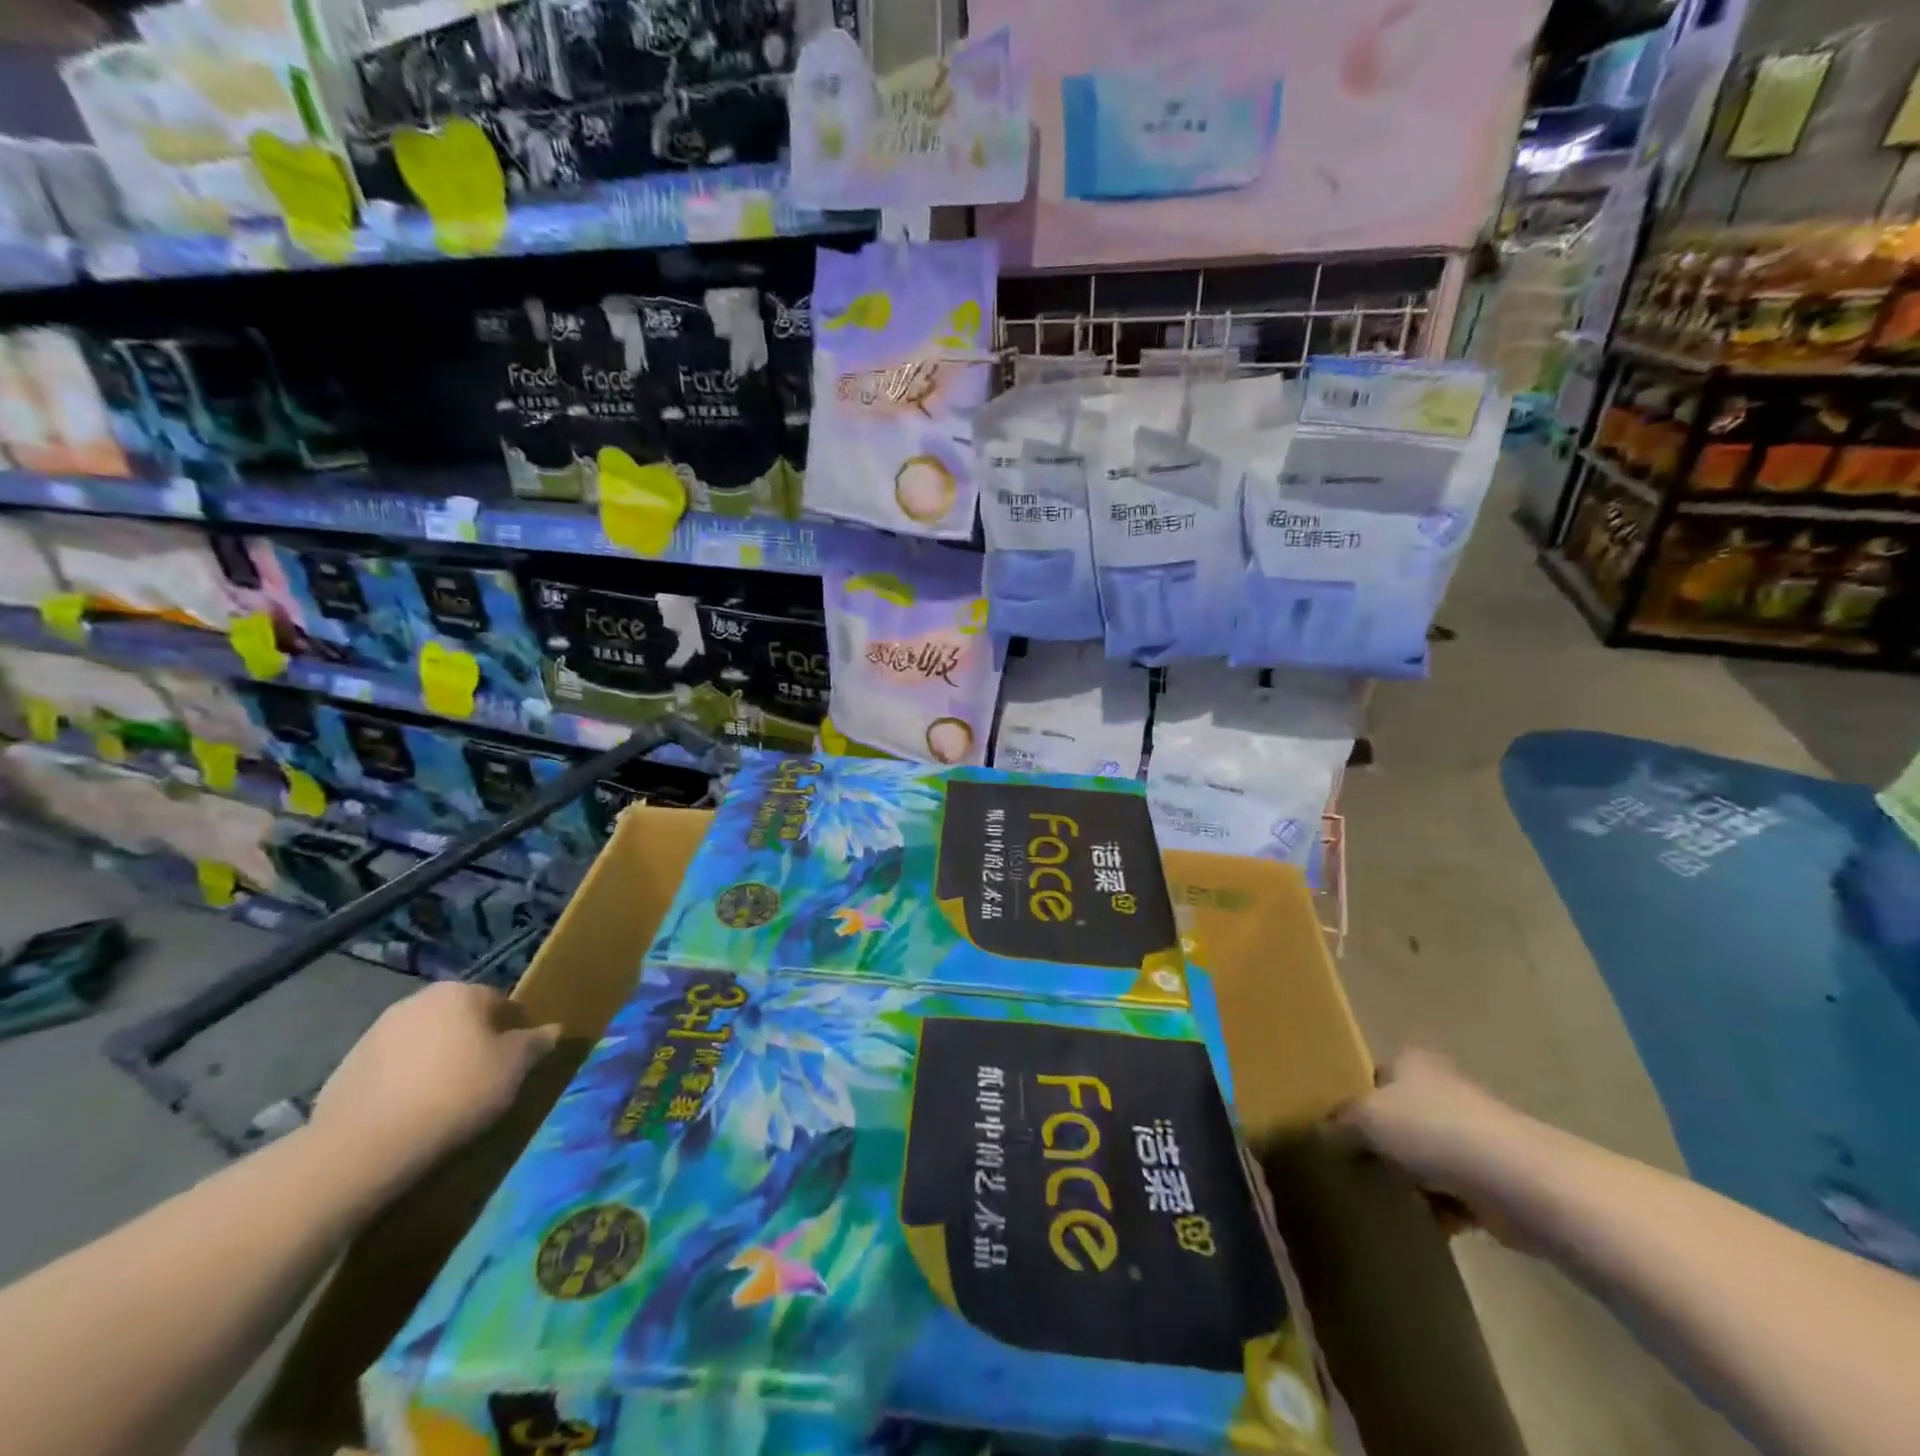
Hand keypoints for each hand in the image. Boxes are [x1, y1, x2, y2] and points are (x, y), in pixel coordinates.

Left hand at [310, 982, 560, 1185]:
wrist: (364, 1145)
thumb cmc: (455, 1092)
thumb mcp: (513, 1068)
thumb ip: (535, 1043)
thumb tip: (553, 1029)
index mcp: (460, 992)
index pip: (501, 1002)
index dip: (515, 1029)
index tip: (518, 1060)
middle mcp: (417, 1000)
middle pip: (460, 1018)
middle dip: (473, 1042)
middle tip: (485, 1078)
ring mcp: (376, 1032)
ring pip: (425, 1041)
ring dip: (438, 1060)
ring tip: (446, 1099)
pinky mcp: (346, 1066)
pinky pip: (392, 1067)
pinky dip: (405, 1081)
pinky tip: (411, 1111)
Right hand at [1337, 1049, 1539, 1245]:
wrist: (1518, 1181)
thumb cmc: (1433, 1132)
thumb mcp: (1366, 1119)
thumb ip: (1340, 1123)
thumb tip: (1322, 1133)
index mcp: (1411, 1062)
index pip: (1375, 1075)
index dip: (1357, 1100)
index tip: (1340, 1129)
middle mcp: (1443, 1089)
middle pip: (1401, 1115)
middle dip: (1384, 1141)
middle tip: (1356, 1164)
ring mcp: (1474, 1133)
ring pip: (1427, 1154)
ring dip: (1412, 1177)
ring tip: (1386, 1196)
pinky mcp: (1496, 1177)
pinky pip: (1454, 1191)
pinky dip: (1440, 1207)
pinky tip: (1423, 1221)